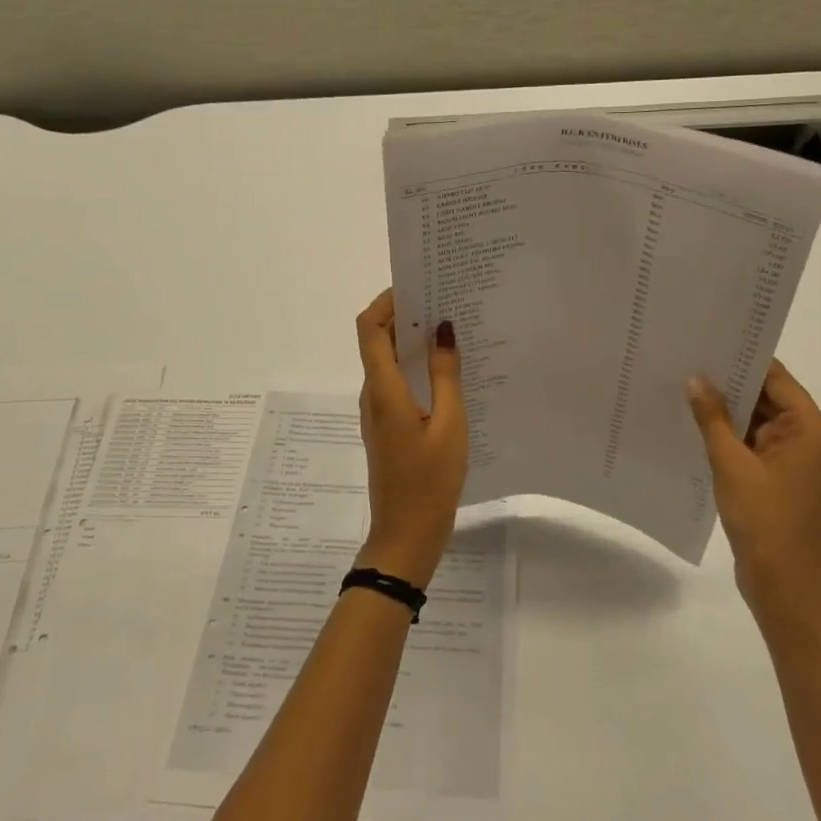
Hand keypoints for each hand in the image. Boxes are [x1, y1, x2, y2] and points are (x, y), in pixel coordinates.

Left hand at [353, 289, 467, 587]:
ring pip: (388, 362)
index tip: (416, 285)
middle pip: (377, 340)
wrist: (406, 535)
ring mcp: (378, 412)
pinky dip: (416, 366)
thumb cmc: (429, 481)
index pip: (369, 329)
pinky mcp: (388, 426)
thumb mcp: (450, 425)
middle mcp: (373, 394)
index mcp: (383, 389)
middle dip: (404, 315)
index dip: (385, 301)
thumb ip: (446, 375)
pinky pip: (397, 382)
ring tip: (451, 328)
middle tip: (444, 300)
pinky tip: (448, 370)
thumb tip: (443, 328)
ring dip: (412, 341)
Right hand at [687, 360, 820, 612]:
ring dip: (726, 408)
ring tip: (683, 384)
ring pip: (756, 419)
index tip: (707, 340)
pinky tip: (694, 422)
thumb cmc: (764, 519)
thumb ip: (713, 418)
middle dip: (729, 381)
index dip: (743, 357)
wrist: (782, 583)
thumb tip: (696, 379)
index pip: (775, 377)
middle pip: (767, 396)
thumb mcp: (731, 463)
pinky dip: (727, 433)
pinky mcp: (776, 476)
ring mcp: (791, 458)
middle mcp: (806, 437)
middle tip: (686, 359)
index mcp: (809, 428)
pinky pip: (751, 442)